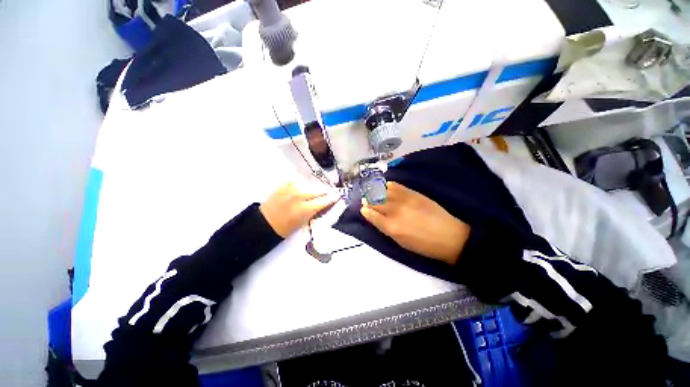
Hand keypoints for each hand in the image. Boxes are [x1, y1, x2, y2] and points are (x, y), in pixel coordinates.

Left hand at [260, 182, 339, 236]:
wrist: (264, 223)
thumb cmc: (285, 228)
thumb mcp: (304, 223)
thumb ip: (316, 211)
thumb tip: (326, 203)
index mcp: (305, 209)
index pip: (324, 200)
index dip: (332, 198)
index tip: (338, 196)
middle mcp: (299, 196)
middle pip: (319, 189)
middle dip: (326, 191)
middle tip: (329, 193)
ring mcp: (291, 188)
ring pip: (311, 184)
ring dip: (316, 187)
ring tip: (317, 191)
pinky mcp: (284, 184)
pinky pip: (299, 181)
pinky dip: (304, 184)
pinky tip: (305, 188)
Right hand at [360, 182, 469, 264]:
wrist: (449, 236)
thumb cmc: (423, 245)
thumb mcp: (400, 241)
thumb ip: (385, 228)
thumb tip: (374, 216)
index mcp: (391, 227)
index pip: (371, 214)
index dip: (365, 210)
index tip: (364, 209)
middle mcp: (395, 211)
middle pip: (374, 201)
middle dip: (367, 200)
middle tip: (366, 200)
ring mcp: (404, 200)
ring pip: (382, 192)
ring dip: (375, 191)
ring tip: (373, 192)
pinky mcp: (413, 193)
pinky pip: (395, 185)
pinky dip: (387, 186)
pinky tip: (385, 187)